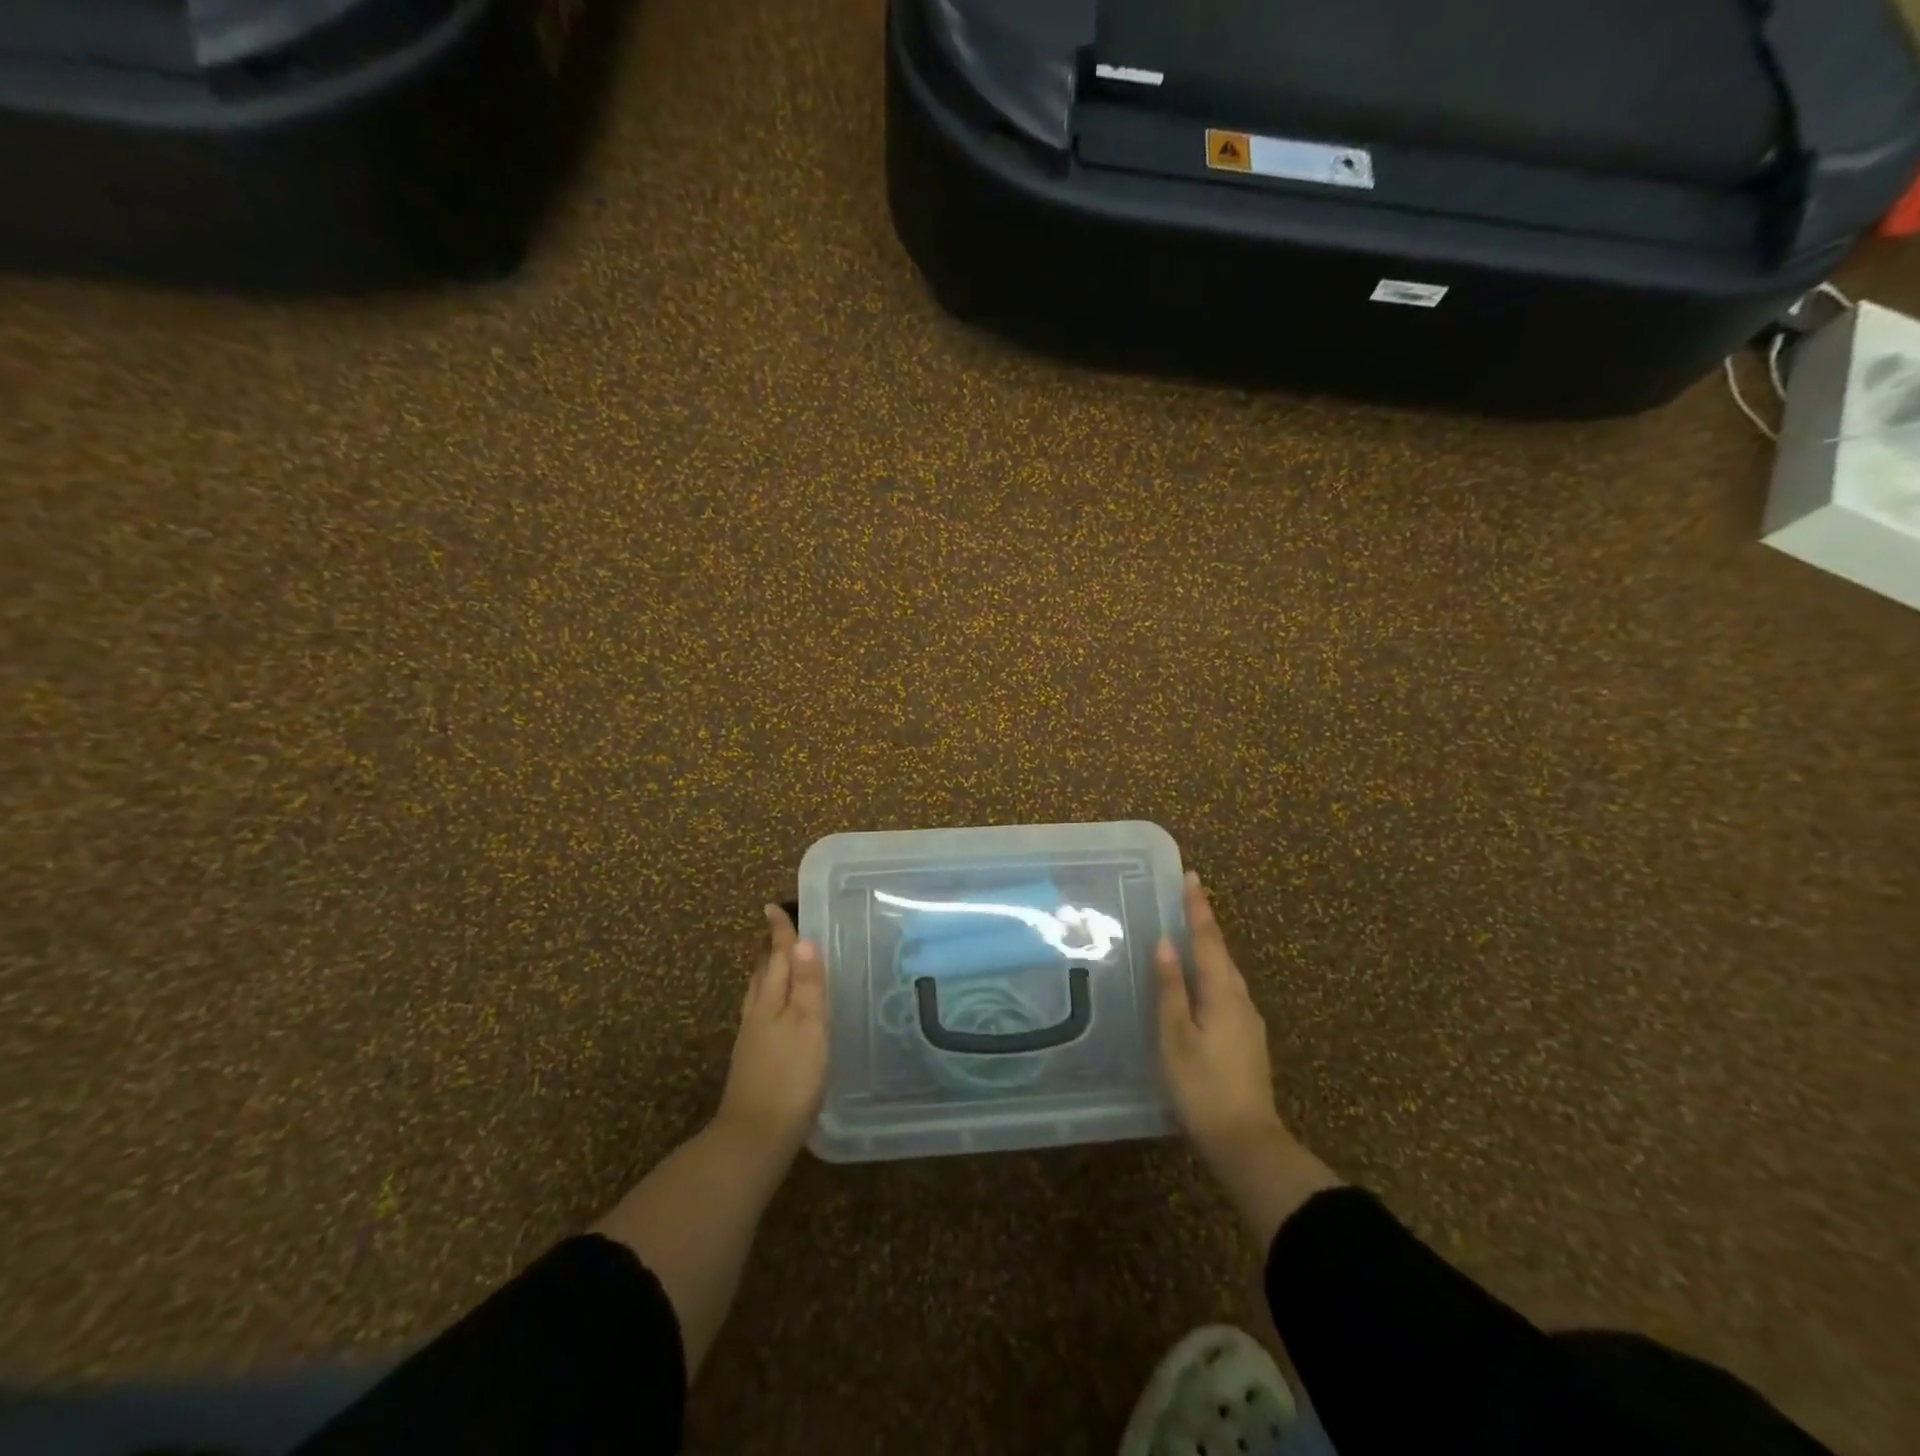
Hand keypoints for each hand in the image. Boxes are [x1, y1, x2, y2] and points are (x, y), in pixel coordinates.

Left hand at [715, 905, 827, 1160]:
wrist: (754, 1137)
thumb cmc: (790, 1076)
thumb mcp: (809, 1025)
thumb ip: (807, 984)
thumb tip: (803, 940)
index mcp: (771, 1000)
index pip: (777, 956)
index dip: (778, 932)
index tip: (771, 906)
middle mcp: (756, 1013)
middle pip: (763, 972)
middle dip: (771, 950)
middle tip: (779, 932)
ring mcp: (751, 1039)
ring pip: (759, 995)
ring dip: (768, 974)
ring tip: (779, 966)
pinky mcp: (753, 1061)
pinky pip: (761, 1015)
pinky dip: (770, 1001)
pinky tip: (779, 1015)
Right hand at [1156, 871, 1287, 1167]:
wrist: (1246, 1143)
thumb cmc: (1202, 1086)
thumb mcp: (1176, 1036)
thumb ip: (1171, 988)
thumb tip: (1167, 943)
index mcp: (1223, 994)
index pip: (1208, 940)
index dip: (1198, 909)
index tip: (1192, 877)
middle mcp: (1241, 1000)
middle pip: (1222, 953)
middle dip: (1205, 924)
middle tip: (1189, 898)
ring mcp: (1248, 1022)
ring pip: (1227, 974)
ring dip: (1210, 949)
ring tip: (1192, 933)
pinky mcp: (1247, 1041)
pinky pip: (1227, 992)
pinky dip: (1212, 974)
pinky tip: (1200, 983)